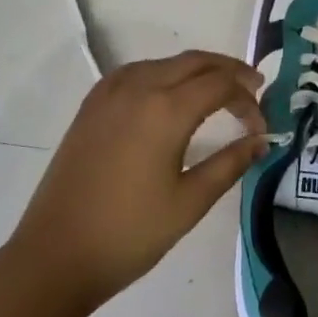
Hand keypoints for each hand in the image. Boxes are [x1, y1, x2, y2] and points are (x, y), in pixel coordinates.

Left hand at [9, 51, 267, 311]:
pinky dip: (164, 74)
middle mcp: (138, 87)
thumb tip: (261, 141)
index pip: (220, 84)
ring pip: (165, 63)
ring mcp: (110, 93)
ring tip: (218, 92)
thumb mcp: (189, 202)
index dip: (248, 99)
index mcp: (165, 109)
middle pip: (195, 61)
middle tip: (253, 91)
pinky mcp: (92, 105)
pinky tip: (170, 96)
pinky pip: (137, 72)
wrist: (55, 255)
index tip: (262, 126)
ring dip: (197, 70)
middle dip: (228, 72)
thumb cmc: (129, 233)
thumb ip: (230, 164)